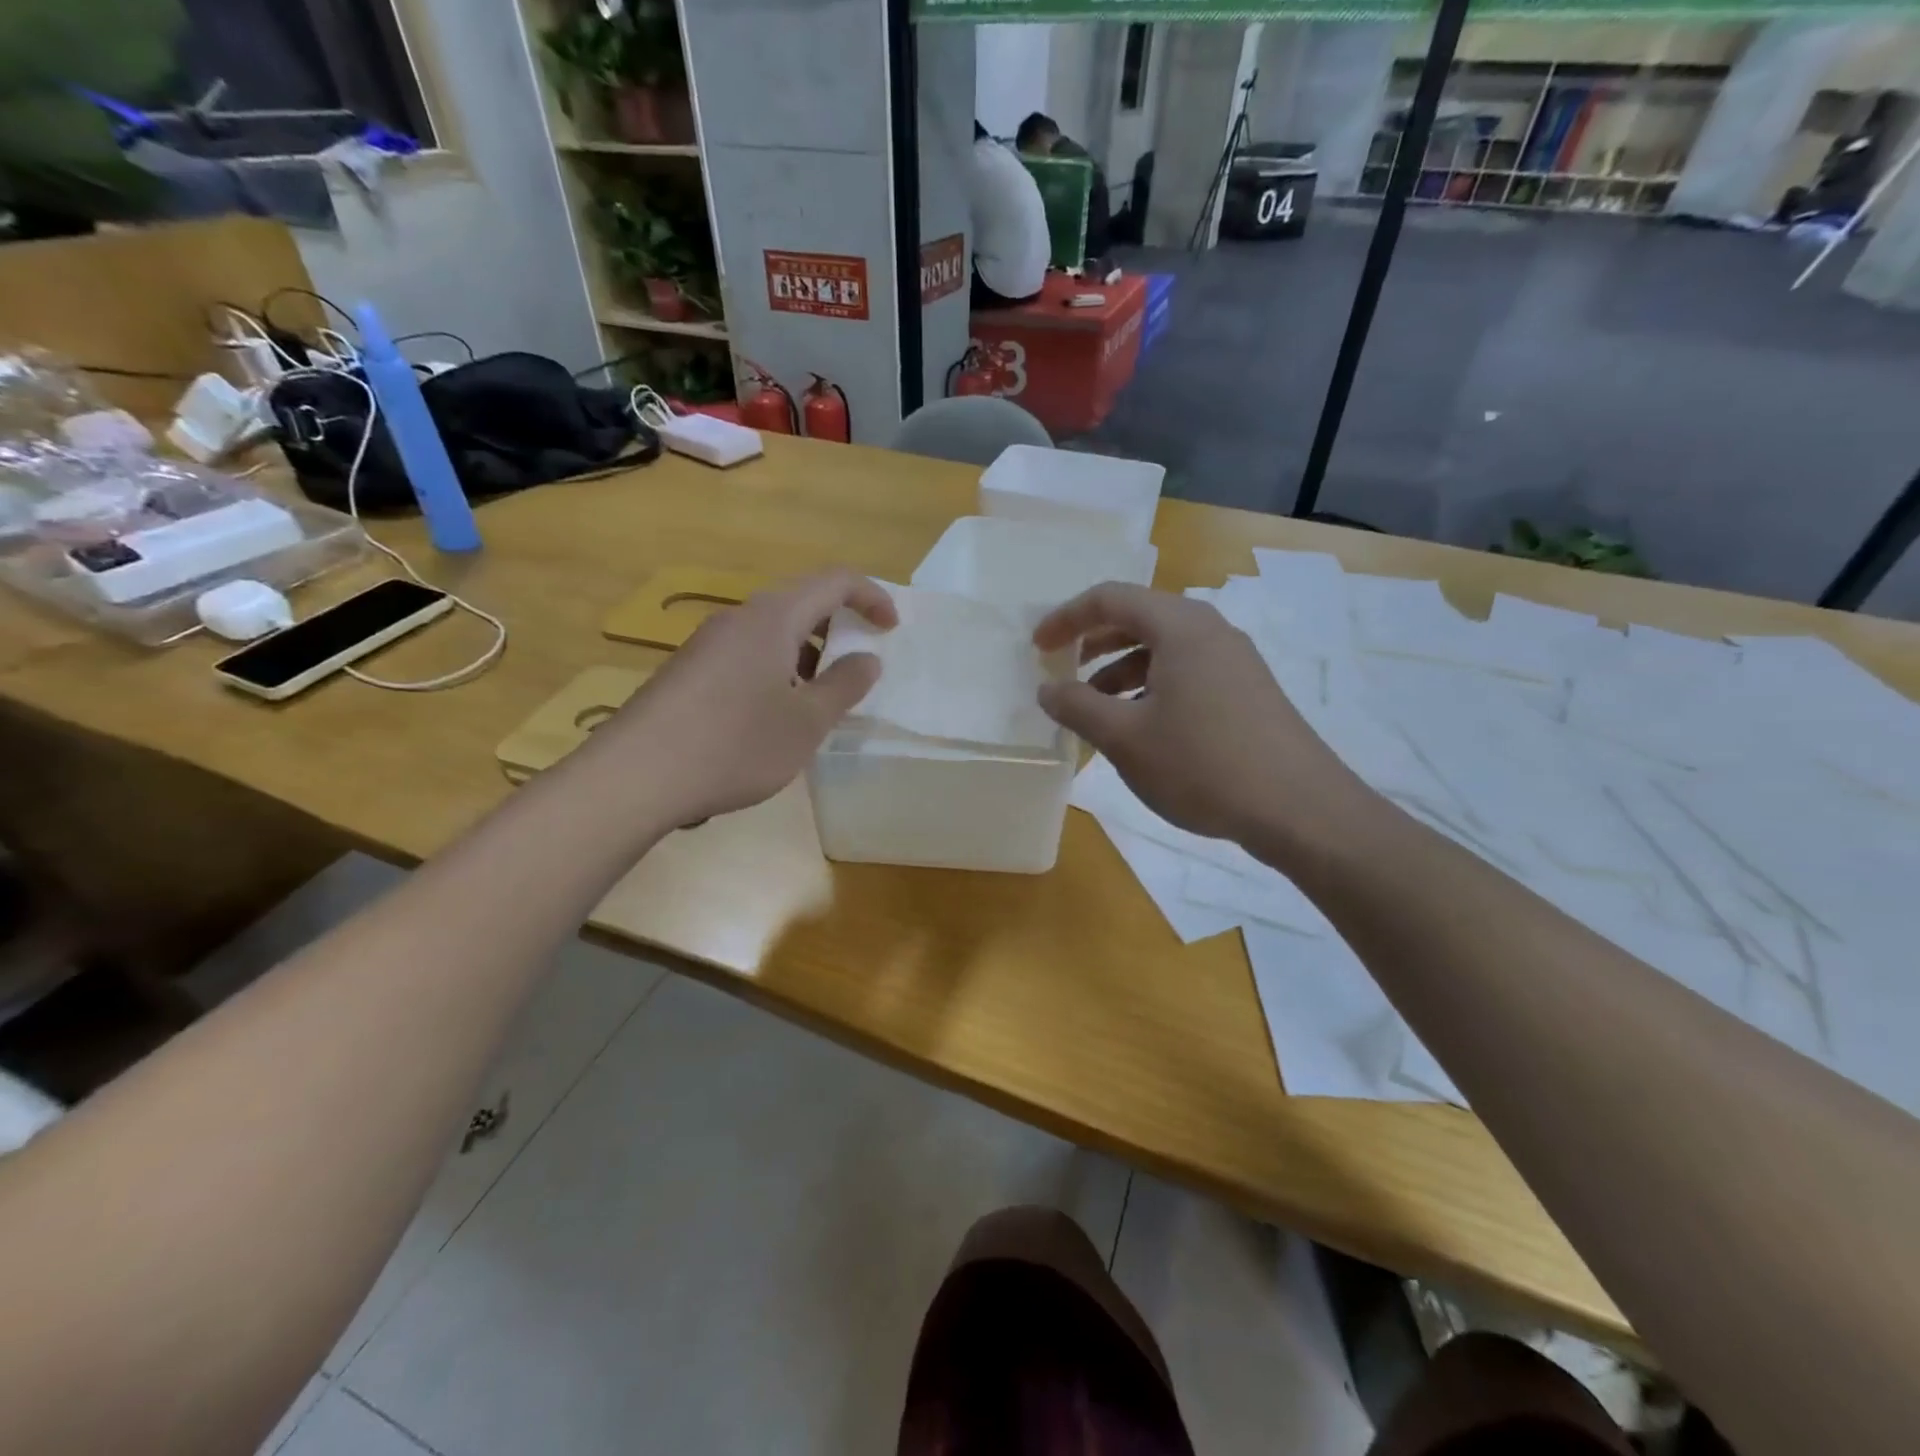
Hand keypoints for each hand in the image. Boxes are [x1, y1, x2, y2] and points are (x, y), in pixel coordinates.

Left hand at [606, 570, 896, 825]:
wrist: (636, 776)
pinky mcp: (687, 672)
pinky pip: (745, 657)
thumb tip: (867, 659)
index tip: (891, 629)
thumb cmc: (735, 744)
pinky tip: (771, 721)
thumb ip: (844, 686)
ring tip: (817, 704)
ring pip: (771, 635)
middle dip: (838, 631)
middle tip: (857, 671)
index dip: (871, 597)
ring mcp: (707, 644)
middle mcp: (738, 619)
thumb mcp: (806, 722)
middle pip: (800, 604)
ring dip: (806, 658)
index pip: (834, 581)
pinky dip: (775, 674)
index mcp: (773, 618)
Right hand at [1033, 583, 1360, 846]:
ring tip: (1095, 710)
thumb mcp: (1125, 738)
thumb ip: (1077, 707)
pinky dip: (1151, 689)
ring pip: (1164, 650)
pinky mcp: (1248, 692)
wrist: (1300, 809)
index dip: (1066, 618)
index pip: (1110, 598)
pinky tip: (1140, 729)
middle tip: (1062, 671)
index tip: (1038, 648)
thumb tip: (1048, 689)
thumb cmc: (1202, 764)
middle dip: (1093, 643)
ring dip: (1121, 671)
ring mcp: (1235, 661)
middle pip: (1139, 619)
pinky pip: (1187, 674)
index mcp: (1180, 627)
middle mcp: (1210, 631)